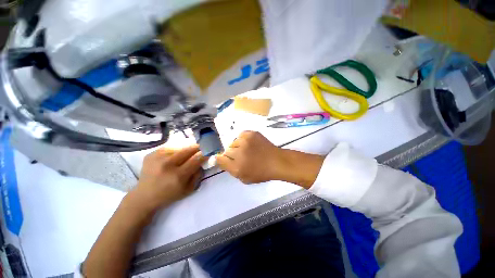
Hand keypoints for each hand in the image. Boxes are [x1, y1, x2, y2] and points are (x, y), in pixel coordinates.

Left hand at [130, 145, 207, 211]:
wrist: (144, 196)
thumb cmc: (169, 194)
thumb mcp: (189, 189)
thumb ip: (198, 174)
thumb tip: (202, 161)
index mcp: (178, 176)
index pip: (196, 159)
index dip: (204, 153)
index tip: (209, 150)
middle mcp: (167, 164)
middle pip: (188, 149)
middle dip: (198, 147)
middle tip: (202, 148)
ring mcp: (157, 157)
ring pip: (180, 147)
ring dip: (186, 150)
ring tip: (186, 155)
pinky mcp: (151, 154)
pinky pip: (170, 148)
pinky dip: (176, 151)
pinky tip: (174, 156)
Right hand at [216, 131, 283, 183]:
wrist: (276, 161)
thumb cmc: (261, 172)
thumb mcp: (244, 178)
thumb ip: (230, 170)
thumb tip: (220, 159)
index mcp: (237, 167)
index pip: (220, 159)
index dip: (221, 159)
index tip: (226, 159)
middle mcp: (239, 153)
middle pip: (226, 151)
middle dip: (232, 155)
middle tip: (241, 157)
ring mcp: (245, 141)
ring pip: (233, 143)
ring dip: (237, 147)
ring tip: (247, 150)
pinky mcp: (251, 133)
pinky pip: (240, 135)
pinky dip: (242, 140)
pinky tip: (249, 144)